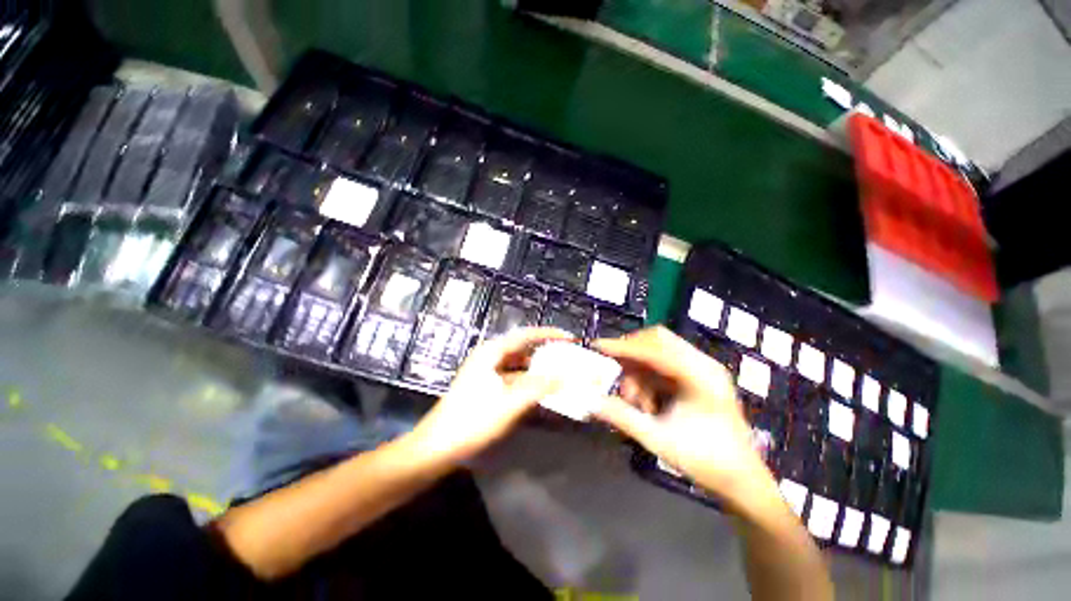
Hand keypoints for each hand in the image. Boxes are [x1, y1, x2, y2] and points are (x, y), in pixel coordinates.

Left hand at [412, 327, 572, 461]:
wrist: (436, 447)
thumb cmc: (471, 421)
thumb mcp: (509, 403)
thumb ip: (538, 387)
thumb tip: (564, 375)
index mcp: (491, 352)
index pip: (525, 335)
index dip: (548, 334)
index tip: (568, 338)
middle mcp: (489, 357)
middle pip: (522, 348)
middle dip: (544, 352)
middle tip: (566, 357)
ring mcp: (486, 372)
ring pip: (518, 365)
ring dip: (537, 369)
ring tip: (558, 373)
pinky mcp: (486, 387)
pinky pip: (513, 378)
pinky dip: (527, 382)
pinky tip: (540, 390)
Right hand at [593, 327, 777, 511]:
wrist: (742, 480)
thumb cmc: (705, 461)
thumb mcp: (658, 440)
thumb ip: (622, 417)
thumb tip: (591, 400)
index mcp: (700, 377)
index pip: (655, 349)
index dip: (624, 346)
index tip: (598, 346)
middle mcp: (703, 364)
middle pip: (658, 340)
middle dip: (630, 353)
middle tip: (613, 370)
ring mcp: (702, 368)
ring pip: (658, 351)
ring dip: (639, 370)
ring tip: (635, 401)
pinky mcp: (697, 376)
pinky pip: (663, 364)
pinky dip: (648, 377)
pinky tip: (647, 402)